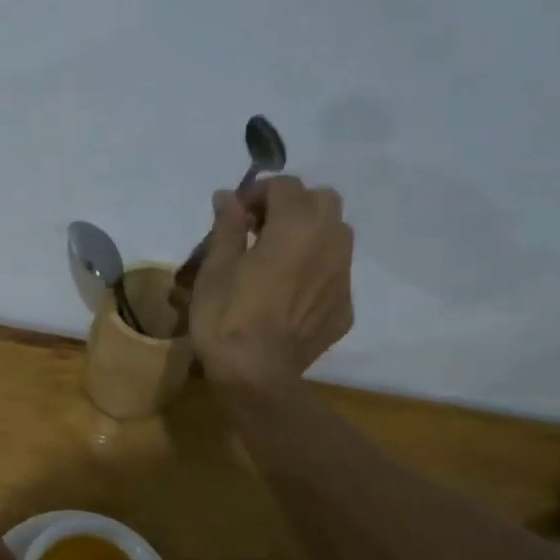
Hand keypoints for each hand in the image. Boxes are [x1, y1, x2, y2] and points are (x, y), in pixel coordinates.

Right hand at [189, 175, 354, 385]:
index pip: (285, 185)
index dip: (257, 193)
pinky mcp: (344, 305)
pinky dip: (314, 269)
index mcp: (296, 226)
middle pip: (322, 200)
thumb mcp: (215, 268)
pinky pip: (334, 272)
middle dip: (292, 205)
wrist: (256, 375)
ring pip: (336, 233)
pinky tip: (288, 293)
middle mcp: (330, 241)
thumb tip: (228, 197)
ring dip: (309, 233)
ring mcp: (343, 275)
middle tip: (260, 230)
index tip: (235, 216)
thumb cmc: (227, 317)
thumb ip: (227, 227)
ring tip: (278, 258)